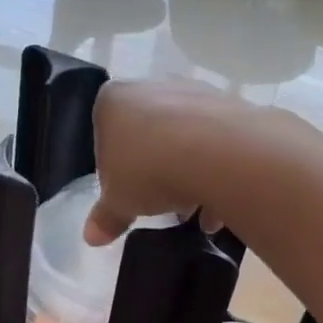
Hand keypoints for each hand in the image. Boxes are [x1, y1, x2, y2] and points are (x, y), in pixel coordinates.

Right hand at [84, 77, 255, 244]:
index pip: (106, 135)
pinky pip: (218, 143)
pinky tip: (219, 208)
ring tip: (194, 212)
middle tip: (160, 204)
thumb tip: (91, 237)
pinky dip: (218, 173)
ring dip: (189, 174)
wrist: (215, 153)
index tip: (127, 194)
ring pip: (186, 138)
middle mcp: (153, 86)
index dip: (115, 171)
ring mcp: (195, 92)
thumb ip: (106, 217)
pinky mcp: (231, 105)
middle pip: (149, 134)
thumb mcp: (119, 202)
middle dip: (155, 171)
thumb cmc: (148, 170)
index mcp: (114, 101)